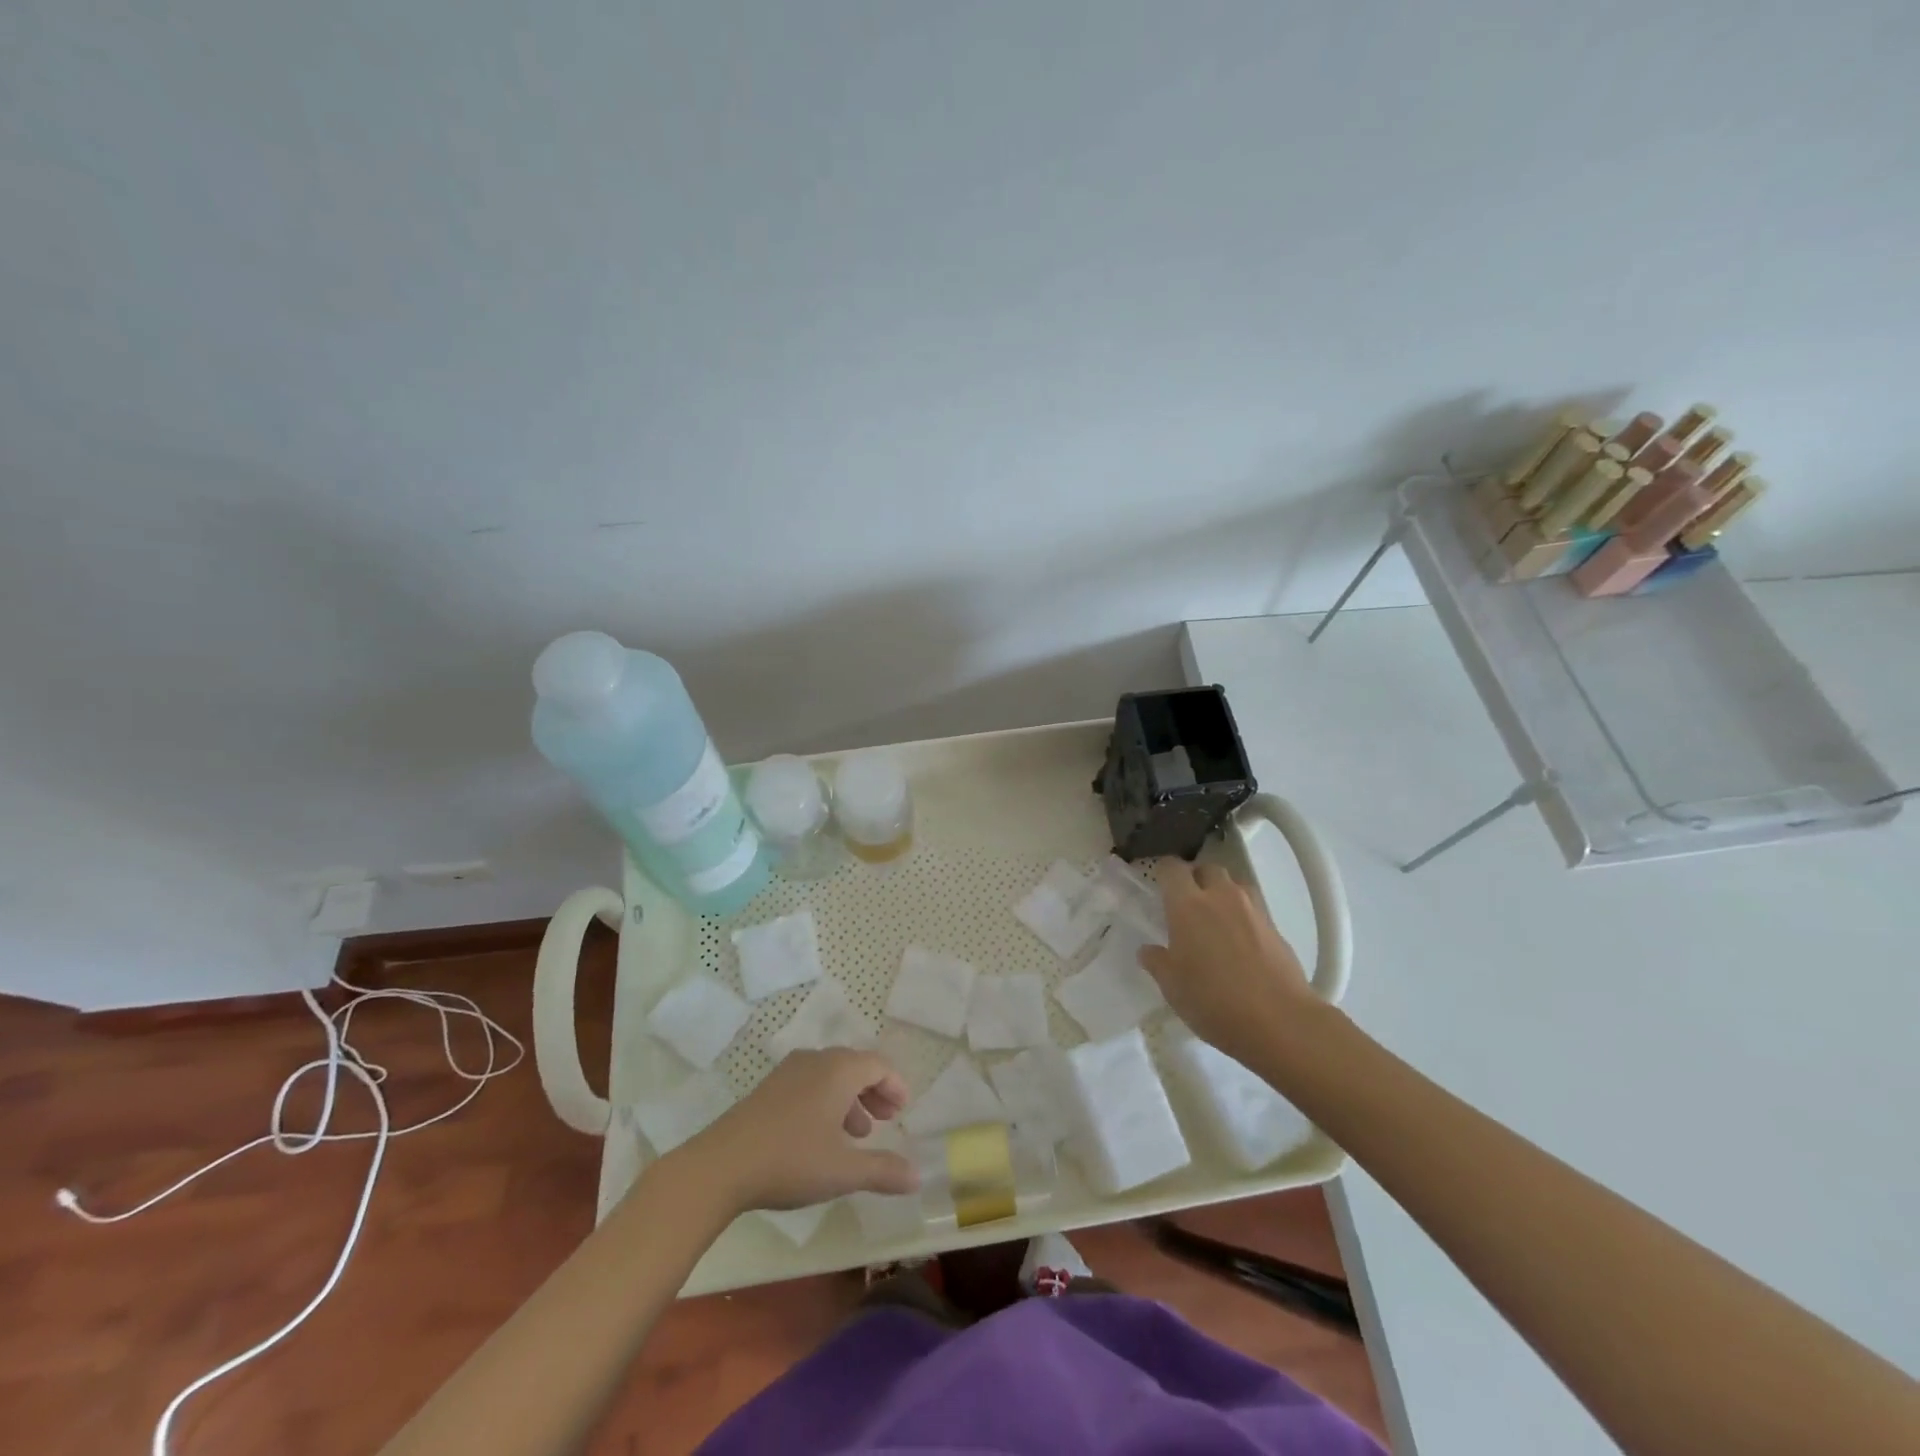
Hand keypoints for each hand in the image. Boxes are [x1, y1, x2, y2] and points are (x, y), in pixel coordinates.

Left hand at [675, 1048, 918, 1212]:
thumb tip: (918, 1175)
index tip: (903, 1110)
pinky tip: (821, 1136)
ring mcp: (788, 1072)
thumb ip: (884, 1170)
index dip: (895, 1085)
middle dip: (874, 1092)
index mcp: (839, 1070)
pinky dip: (826, 1101)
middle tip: (886, 1120)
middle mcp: (816, 1060)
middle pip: (855, 1066)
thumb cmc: (791, 1160)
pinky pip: (809, 1084)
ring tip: (857, 1134)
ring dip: (850, 1099)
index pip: (878, 1064)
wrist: (721, 1166)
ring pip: (830, 1076)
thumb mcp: (843, 1171)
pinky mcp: (768, 1088)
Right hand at [1139, 859, 1316, 1064]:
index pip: (1172, 868)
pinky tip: (1239, 944)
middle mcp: (1221, 897)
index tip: (1159, 885)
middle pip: (1208, 868)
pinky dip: (1243, 917)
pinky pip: (1254, 909)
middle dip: (1196, 879)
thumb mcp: (1172, 986)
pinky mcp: (1276, 928)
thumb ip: (1157, 962)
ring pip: (1234, 885)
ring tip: (1215, 920)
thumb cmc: (1213, 1001)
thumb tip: (1148, 950)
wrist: (1280, 1022)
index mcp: (1188, 905)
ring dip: (1223, 894)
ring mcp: (1253, 910)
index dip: (1164, 872)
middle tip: (1187, 903)